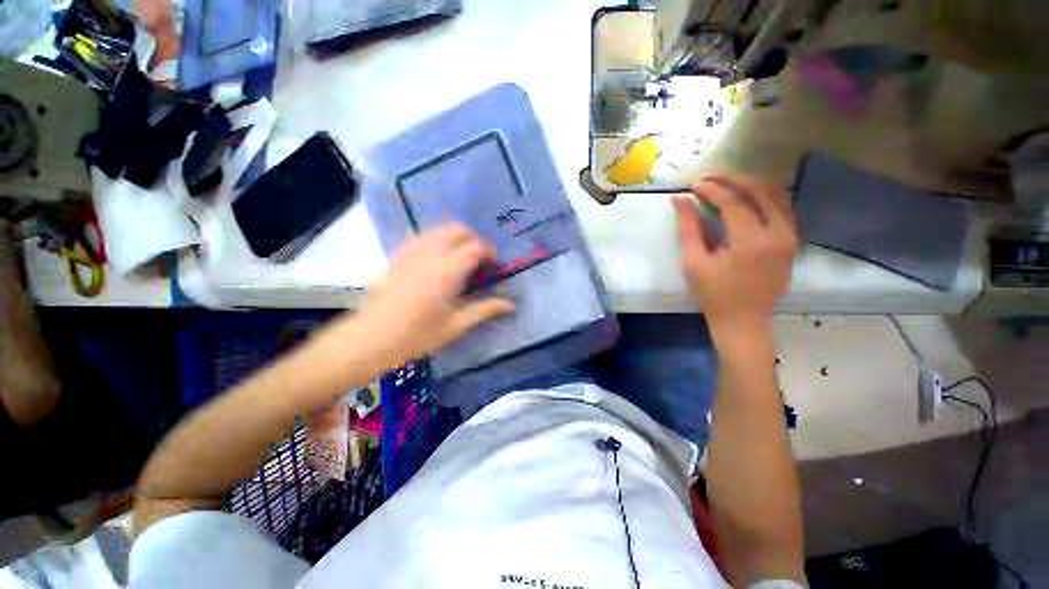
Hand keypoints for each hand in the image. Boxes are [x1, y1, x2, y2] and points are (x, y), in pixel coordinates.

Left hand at [353, 225, 514, 364]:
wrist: (370, 339)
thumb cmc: (416, 336)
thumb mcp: (455, 326)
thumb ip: (484, 309)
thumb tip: (510, 304)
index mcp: (447, 271)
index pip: (475, 247)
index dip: (490, 252)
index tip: (494, 266)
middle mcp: (429, 253)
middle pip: (458, 229)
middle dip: (474, 240)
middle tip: (479, 262)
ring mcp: (410, 251)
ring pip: (439, 229)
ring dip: (455, 238)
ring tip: (460, 260)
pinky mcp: (398, 255)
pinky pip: (422, 235)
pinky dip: (437, 240)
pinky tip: (437, 260)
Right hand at [673, 173, 797, 329]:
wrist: (743, 321)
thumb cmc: (713, 294)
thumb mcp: (693, 262)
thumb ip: (688, 228)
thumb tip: (680, 200)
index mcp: (751, 241)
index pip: (733, 202)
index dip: (712, 189)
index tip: (693, 184)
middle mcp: (778, 233)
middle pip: (759, 191)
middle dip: (732, 179)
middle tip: (709, 177)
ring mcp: (790, 237)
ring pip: (776, 196)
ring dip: (750, 185)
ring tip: (726, 183)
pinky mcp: (793, 242)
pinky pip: (782, 209)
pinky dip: (764, 197)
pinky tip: (746, 198)